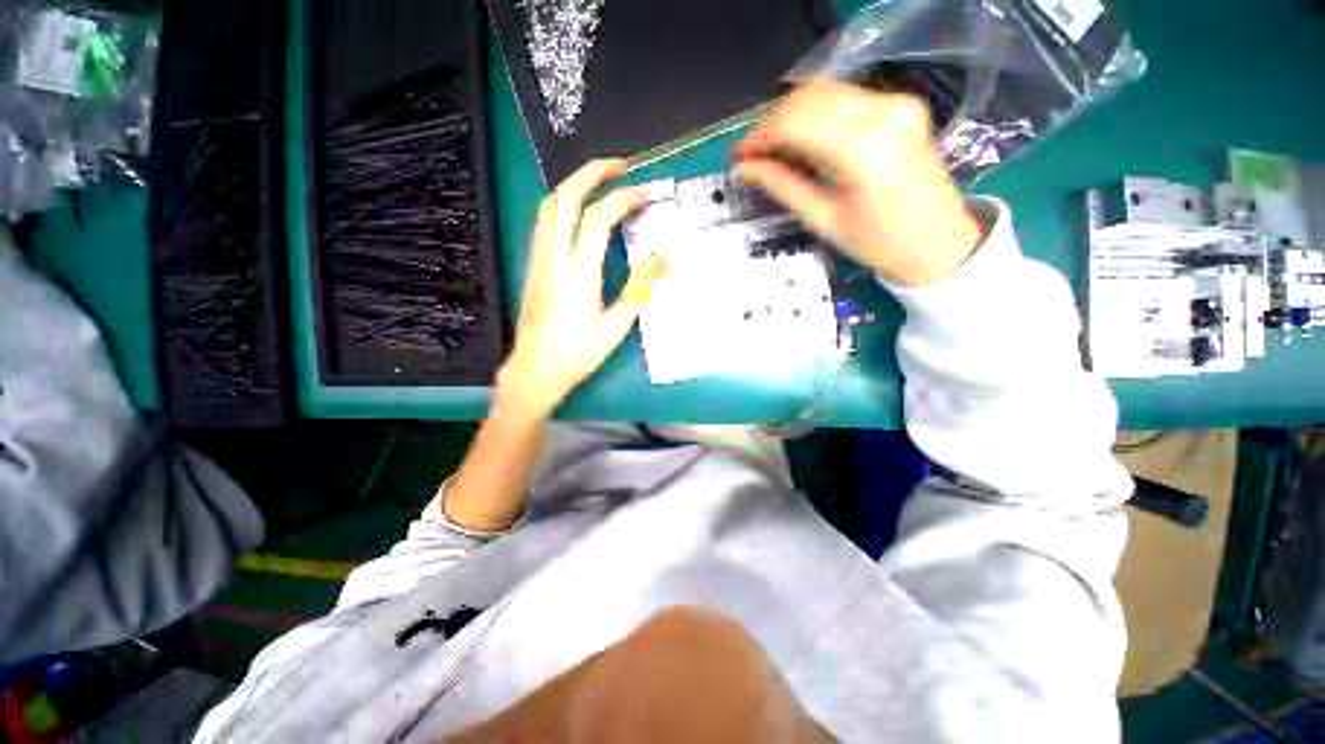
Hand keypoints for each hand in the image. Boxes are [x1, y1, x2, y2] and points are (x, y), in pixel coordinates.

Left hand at [498, 159, 666, 415]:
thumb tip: (664, 259)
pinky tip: (578, 210)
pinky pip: (544, 222)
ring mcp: (538, 258)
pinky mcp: (533, 265)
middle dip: (591, 173)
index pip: (598, 219)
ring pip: (549, 205)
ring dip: (574, 184)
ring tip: (600, 181)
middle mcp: (554, 257)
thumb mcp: (616, 327)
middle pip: (565, 198)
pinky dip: (562, 203)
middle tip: (619, 166)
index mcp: (579, 273)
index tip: (646, 194)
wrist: (536, 368)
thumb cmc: (578, 353)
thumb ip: (640, 289)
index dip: (623, 199)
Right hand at [734, 80, 983, 285]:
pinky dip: (817, 114)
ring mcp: (896, 103)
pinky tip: (804, 139)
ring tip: (773, 150)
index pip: (795, 123)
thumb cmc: (877, 243)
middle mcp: (882, 112)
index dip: (760, 137)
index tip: (738, 156)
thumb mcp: (823, 219)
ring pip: (826, 92)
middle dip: (773, 124)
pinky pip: (846, 98)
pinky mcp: (902, 105)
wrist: (938, 243)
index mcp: (861, 148)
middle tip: (753, 155)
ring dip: (793, 116)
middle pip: (809, 99)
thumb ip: (783, 186)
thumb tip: (746, 169)